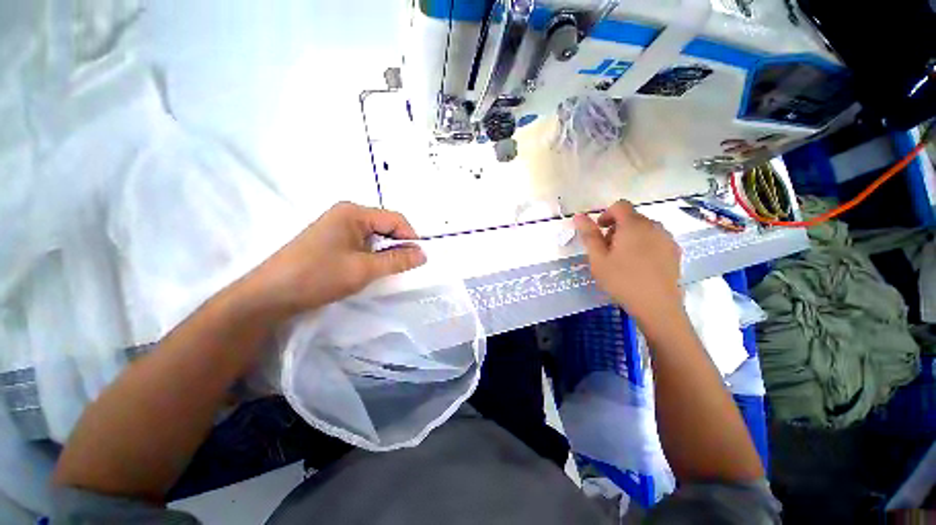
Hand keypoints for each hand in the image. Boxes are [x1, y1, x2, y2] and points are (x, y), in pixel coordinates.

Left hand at [238, 202, 425, 318]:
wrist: (270, 295)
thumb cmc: (319, 276)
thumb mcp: (364, 269)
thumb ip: (397, 260)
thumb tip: (423, 254)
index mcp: (354, 212)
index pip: (395, 219)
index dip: (410, 238)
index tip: (418, 259)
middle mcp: (346, 214)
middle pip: (385, 225)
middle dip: (398, 244)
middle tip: (404, 267)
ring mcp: (337, 226)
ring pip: (375, 235)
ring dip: (385, 251)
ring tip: (386, 269)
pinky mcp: (332, 239)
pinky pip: (362, 242)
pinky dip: (372, 254)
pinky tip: (369, 268)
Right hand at [574, 200, 682, 325]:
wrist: (657, 306)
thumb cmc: (622, 280)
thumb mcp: (598, 259)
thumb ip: (589, 235)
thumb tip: (578, 216)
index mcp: (633, 225)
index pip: (620, 205)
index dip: (606, 215)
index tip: (599, 232)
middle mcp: (654, 226)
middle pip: (632, 217)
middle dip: (616, 228)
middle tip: (607, 250)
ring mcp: (667, 239)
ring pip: (644, 228)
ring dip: (630, 236)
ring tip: (622, 259)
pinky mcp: (675, 251)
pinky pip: (655, 239)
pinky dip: (644, 244)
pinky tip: (639, 265)